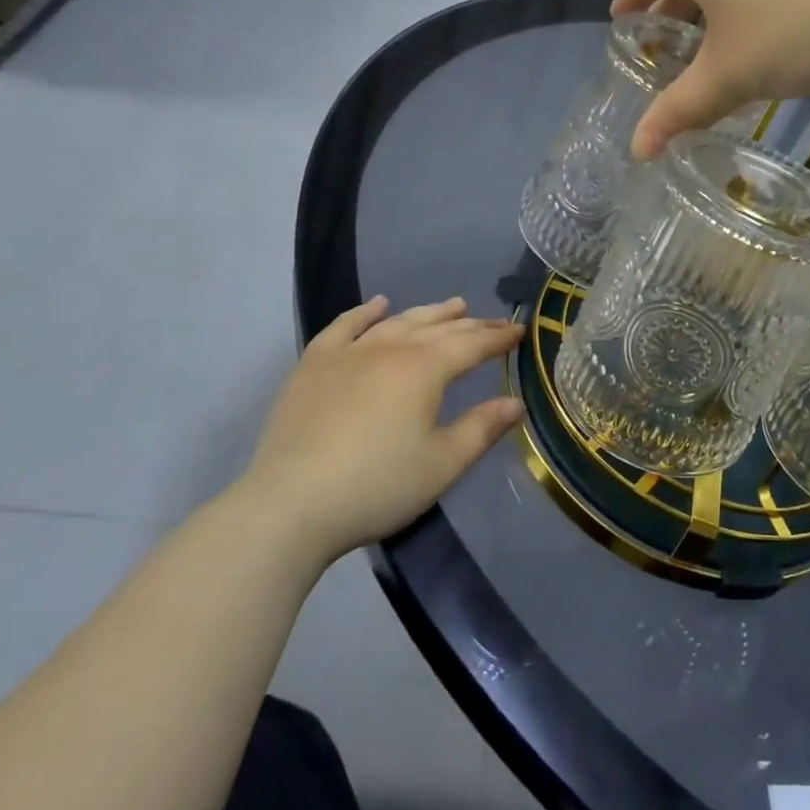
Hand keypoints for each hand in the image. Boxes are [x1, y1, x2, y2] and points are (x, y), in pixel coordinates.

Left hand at [235, 297, 523, 565]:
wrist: (290, 505)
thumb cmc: (377, 486)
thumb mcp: (442, 463)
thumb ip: (482, 428)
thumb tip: (515, 403)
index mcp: (424, 369)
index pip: (471, 344)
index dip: (498, 338)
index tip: (519, 331)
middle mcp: (389, 349)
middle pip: (437, 329)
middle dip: (471, 324)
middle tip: (494, 321)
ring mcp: (347, 353)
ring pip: (396, 322)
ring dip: (428, 312)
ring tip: (452, 305)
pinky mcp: (313, 366)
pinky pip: (343, 327)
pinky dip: (364, 312)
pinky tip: (377, 305)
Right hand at [611, 0, 809, 159]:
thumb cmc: (788, 34)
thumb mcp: (726, 78)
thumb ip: (679, 111)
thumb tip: (636, 150)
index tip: (619, 19)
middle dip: (669, 12)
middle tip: (659, 49)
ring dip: (708, 22)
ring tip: (703, 61)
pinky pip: (758, 0)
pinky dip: (740, 26)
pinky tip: (753, 60)